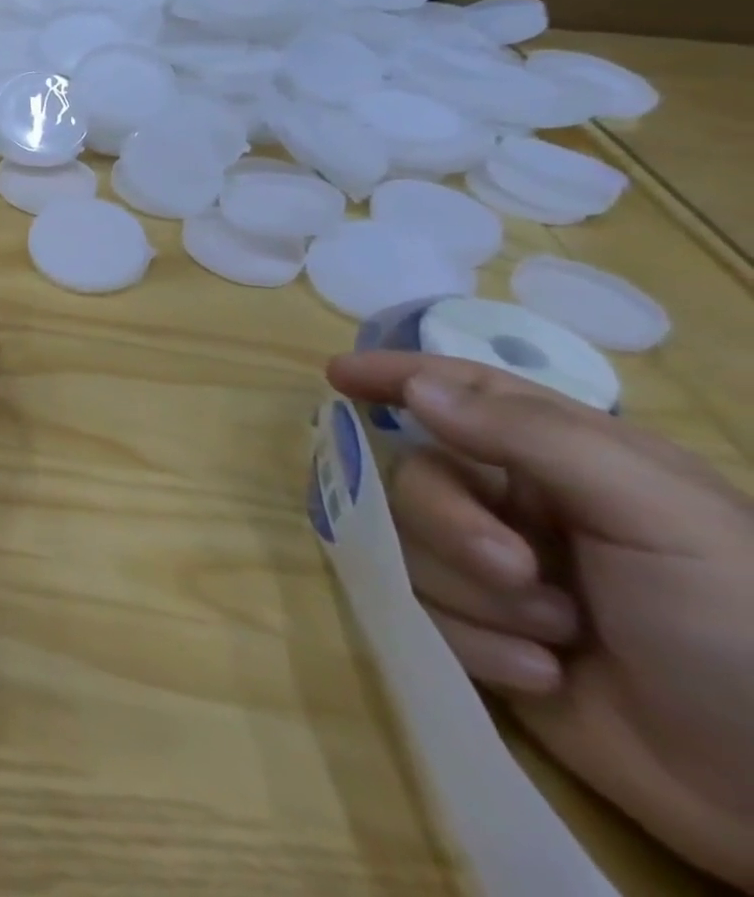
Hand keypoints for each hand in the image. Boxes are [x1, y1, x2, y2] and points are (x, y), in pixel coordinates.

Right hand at [328, 352, 753, 890]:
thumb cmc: (739, 627)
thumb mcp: (656, 514)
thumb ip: (531, 436)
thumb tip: (417, 389)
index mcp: (566, 462)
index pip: (463, 392)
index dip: (397, 375)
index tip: (337, 375)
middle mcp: (520, 507)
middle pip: (417, 478)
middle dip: (450, 525)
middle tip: (513, 569)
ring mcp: (497, 574)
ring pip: (410, 547)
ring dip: (473, 595)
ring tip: (556, 641)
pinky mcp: (481, 634)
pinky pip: (424, 612)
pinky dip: (477, 644)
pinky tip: (543, 676)